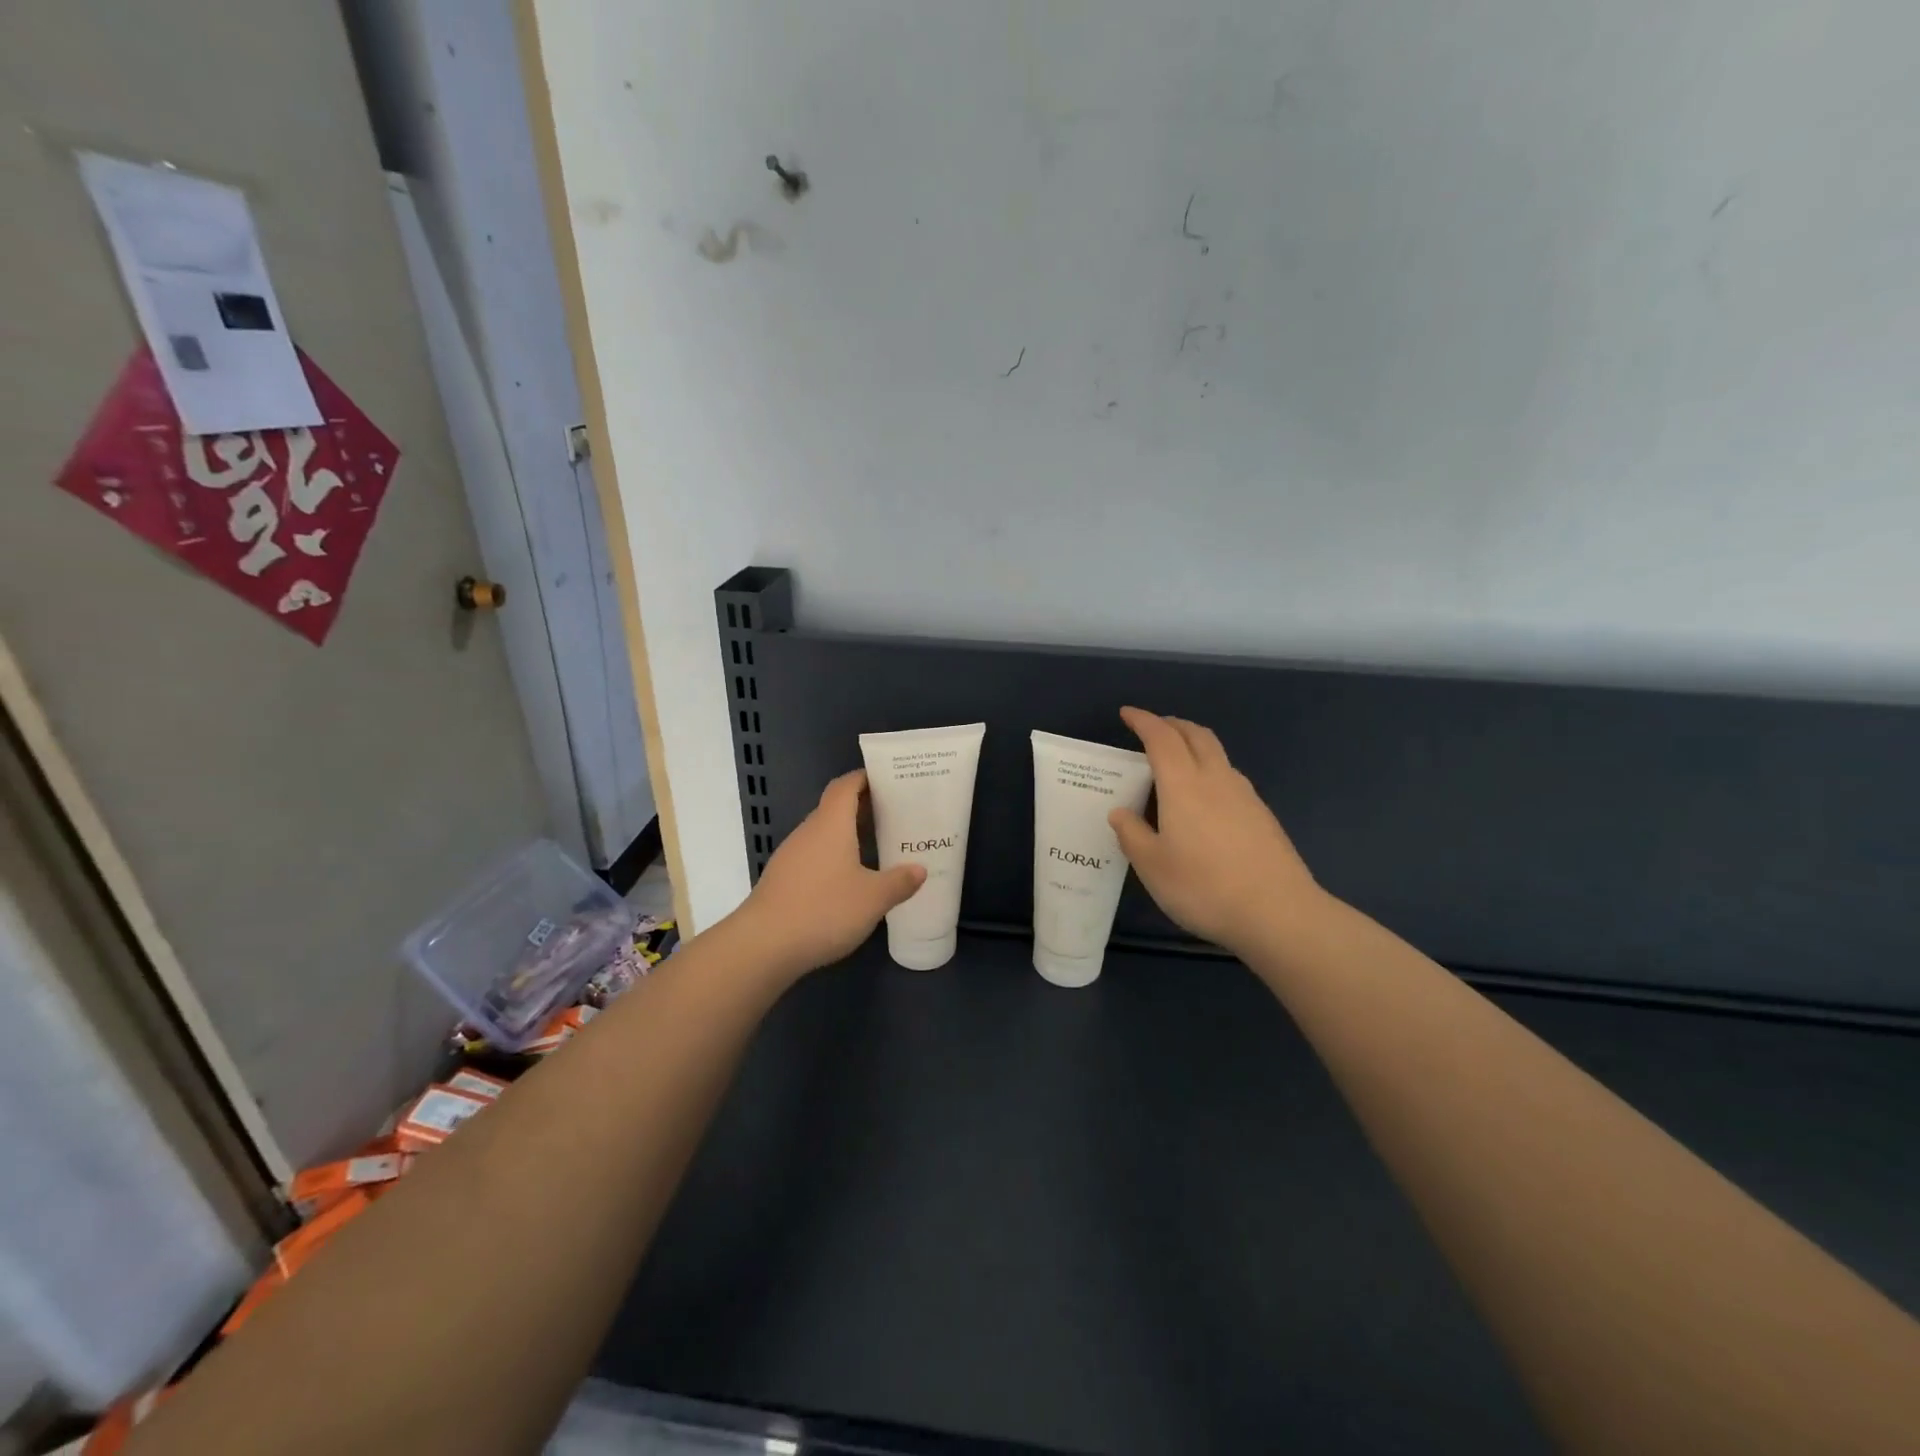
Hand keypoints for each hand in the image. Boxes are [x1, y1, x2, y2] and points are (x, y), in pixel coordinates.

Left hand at [729, 770, 925, 982]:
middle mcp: (808, 832)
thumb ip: (899, 882)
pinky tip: (849, 879)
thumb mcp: (873, 899)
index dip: (865, 778)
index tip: (888, 779)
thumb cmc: (824, 910)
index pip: (845, 786)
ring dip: (847, 834)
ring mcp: (791, 856)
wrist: (763, 945)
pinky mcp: (782, 879)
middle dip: (862, 807)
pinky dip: (833, 857)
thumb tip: (919, 869)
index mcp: (830, 825)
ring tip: (876, 846)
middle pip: (834, 808)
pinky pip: (813, 856)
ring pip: (823, 834)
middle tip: (893, 814)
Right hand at [1109, 707, 1324, 955]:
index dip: (1143, 721)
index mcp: (1183, 785)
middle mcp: (1216, 779)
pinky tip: (1206, 798)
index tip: (1127, 714)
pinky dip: (1211, 770)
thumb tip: (1120, 812)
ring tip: (1177, 760)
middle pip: (1196, 735)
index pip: (1161, 738)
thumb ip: (1132, 834)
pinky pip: (1230, 777)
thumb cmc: (1204, 887)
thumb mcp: (1152, 866)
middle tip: (1153, 728)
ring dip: (1194, 745)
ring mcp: (1245, 796)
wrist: (1278, 913)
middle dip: (1173, 724)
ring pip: (1217, 754)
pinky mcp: (1262, 816)